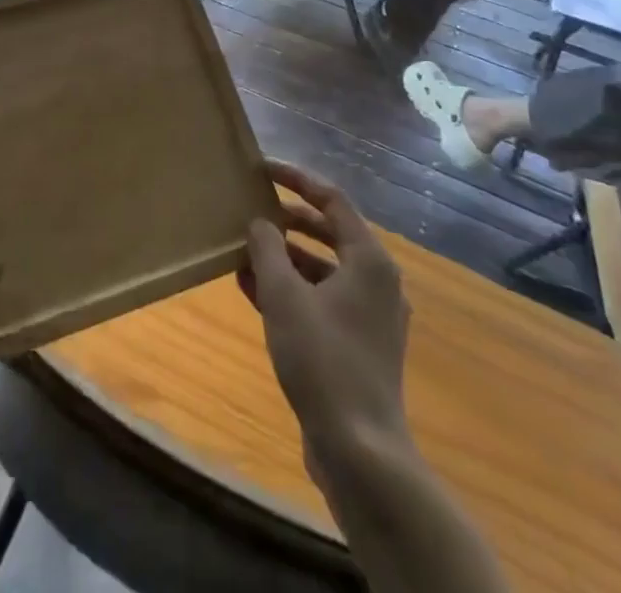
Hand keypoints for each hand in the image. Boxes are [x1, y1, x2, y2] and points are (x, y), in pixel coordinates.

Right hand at [238, 162, 408, 471]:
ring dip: (285, 258)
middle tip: (252, 210)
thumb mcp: (284, 296)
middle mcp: (377, 281)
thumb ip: (268, 249)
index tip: (262, 169)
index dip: (296, 179)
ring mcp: (371, 317)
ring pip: (323, 270)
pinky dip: (292, 291)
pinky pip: (322, 301)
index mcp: (369, 260)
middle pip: (329, 232)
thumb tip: (260, 221)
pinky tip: (252, 291)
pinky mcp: (359, 346)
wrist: (360, 452)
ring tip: (244, 252)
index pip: (332, 199)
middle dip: (288, 220)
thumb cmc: (323, 360)